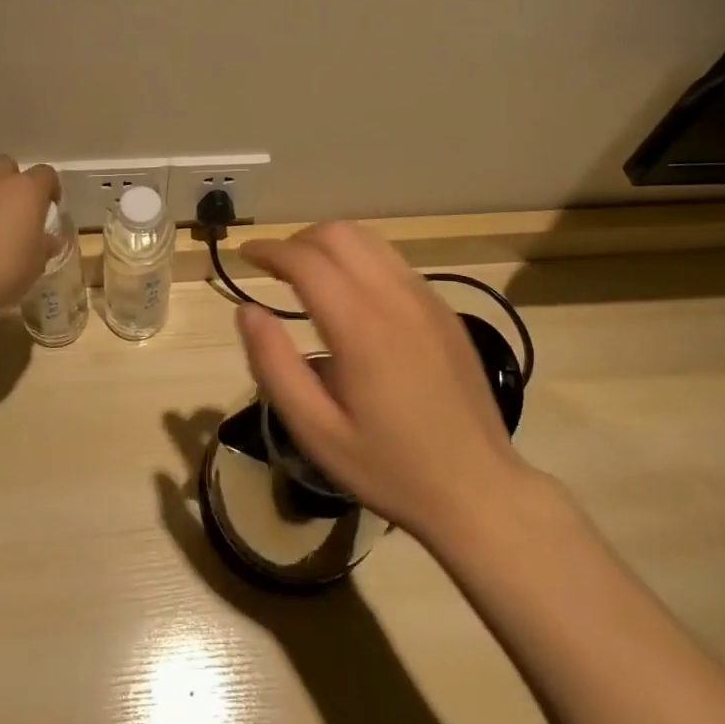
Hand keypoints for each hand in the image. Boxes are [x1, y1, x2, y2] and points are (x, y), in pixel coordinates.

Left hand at [0, 155, 59, 319]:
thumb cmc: (3, 269)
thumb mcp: (35, 264)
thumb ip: (43, 247)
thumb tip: (49, 242)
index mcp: (26, 190)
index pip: (46, 174)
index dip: (50, 188)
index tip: (50, 207)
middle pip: (6, 167)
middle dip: (13, 183)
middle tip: (17, 211)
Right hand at [235, 221, 527, 546]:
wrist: (479, 489)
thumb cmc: (390, 468)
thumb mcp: (317, 432)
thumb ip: (274, 365)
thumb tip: (247, 309)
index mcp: (361, 326)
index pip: (305, 259)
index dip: (269, 249)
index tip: (245, 255)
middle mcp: (396, 296)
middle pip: (338, 233)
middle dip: (297, 240)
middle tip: (274, 268)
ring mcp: (426, 298)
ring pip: (368, 239)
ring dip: (329, 244)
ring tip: (307, 274)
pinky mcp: (443, 308)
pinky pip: (393, 261)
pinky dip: (360, 259)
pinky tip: (351, 294)